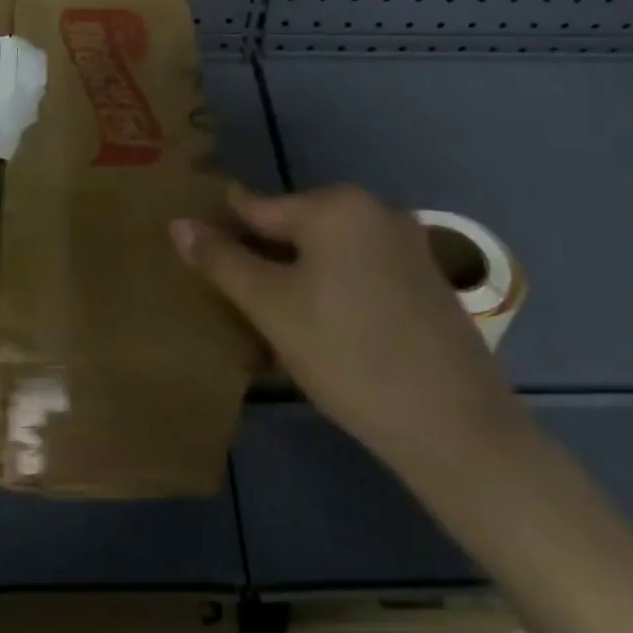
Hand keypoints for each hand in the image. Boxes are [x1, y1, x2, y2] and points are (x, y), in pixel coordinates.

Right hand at [170, 185, 527, 477]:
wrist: (454, 426)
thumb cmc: (347, 355)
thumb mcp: (271, 307)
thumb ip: (222, 261)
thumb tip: (178, 223)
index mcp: (337, 206)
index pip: (258, 207)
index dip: (223, 228)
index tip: (196, 245)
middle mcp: (376, 211)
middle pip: (297, 227)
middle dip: (263, 257)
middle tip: (233, 297)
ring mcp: (409, 244)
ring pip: (330, 252)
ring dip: (297, 276)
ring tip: (272, 317)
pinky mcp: (428, 280)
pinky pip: (362, 271)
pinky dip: (334, 289)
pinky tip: (324, 329)